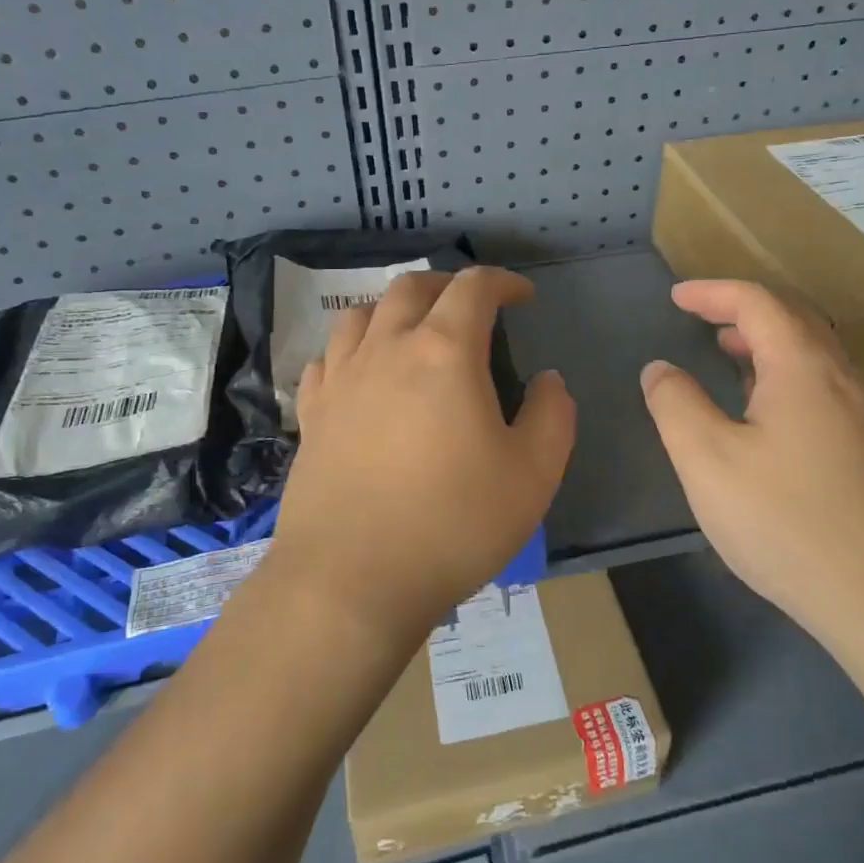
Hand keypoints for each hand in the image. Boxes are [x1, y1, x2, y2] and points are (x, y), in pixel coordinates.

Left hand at [272, 267, 575, 641]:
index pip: (474, 288)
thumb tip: (547, 380)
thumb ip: (552, 415)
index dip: (503, 282)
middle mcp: (386, 349)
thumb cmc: (453, 524)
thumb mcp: (533, 474)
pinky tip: (363, 373)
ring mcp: (341, 380)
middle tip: (471, 307)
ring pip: (362, 314)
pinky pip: (328, 358)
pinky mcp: (311, 415)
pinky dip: (353, 349)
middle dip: (448, 285)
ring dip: (395, 309)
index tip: (523, 297)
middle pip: (412, 288)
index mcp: (444, 352)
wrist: (352, 581)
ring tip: (415, 331)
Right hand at [639, 280, 863, 638]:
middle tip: (702, 318)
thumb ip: (676, 404)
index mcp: (802, 368)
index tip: (676, 297)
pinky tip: (765, 410)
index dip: (713, 293)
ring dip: (767, 341)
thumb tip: (660, 369)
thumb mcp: (707, 460)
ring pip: (813, 353)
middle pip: (794, 319)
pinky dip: (785, 372)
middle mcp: (840, 379)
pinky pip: (823, 384)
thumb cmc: (783, 520)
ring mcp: (862, 415)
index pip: (758, 304)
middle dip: (743, 310)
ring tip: (729, 353)